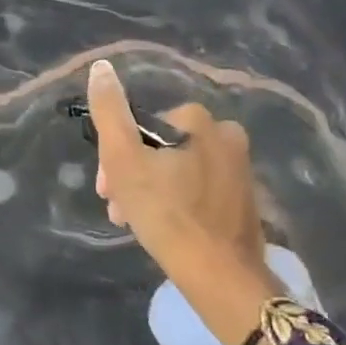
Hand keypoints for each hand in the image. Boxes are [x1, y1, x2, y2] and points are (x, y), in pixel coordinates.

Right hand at [87, 59, 280, 344]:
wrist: (221, 276)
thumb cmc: (167, 214)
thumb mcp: (124, 160)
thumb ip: (109, 111)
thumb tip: (101, 67)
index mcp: (199, 120)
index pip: (140, 126)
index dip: (115, 155)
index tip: (105, 188)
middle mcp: (226, 135)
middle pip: (159, 147)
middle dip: (131, 175)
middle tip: (117, 207)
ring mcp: (239, 168)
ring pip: (176, 169)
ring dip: (149, 190)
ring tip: (134, 222)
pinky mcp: (244, 198)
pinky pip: (197, 188)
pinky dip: (176, 202)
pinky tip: (164, 226)